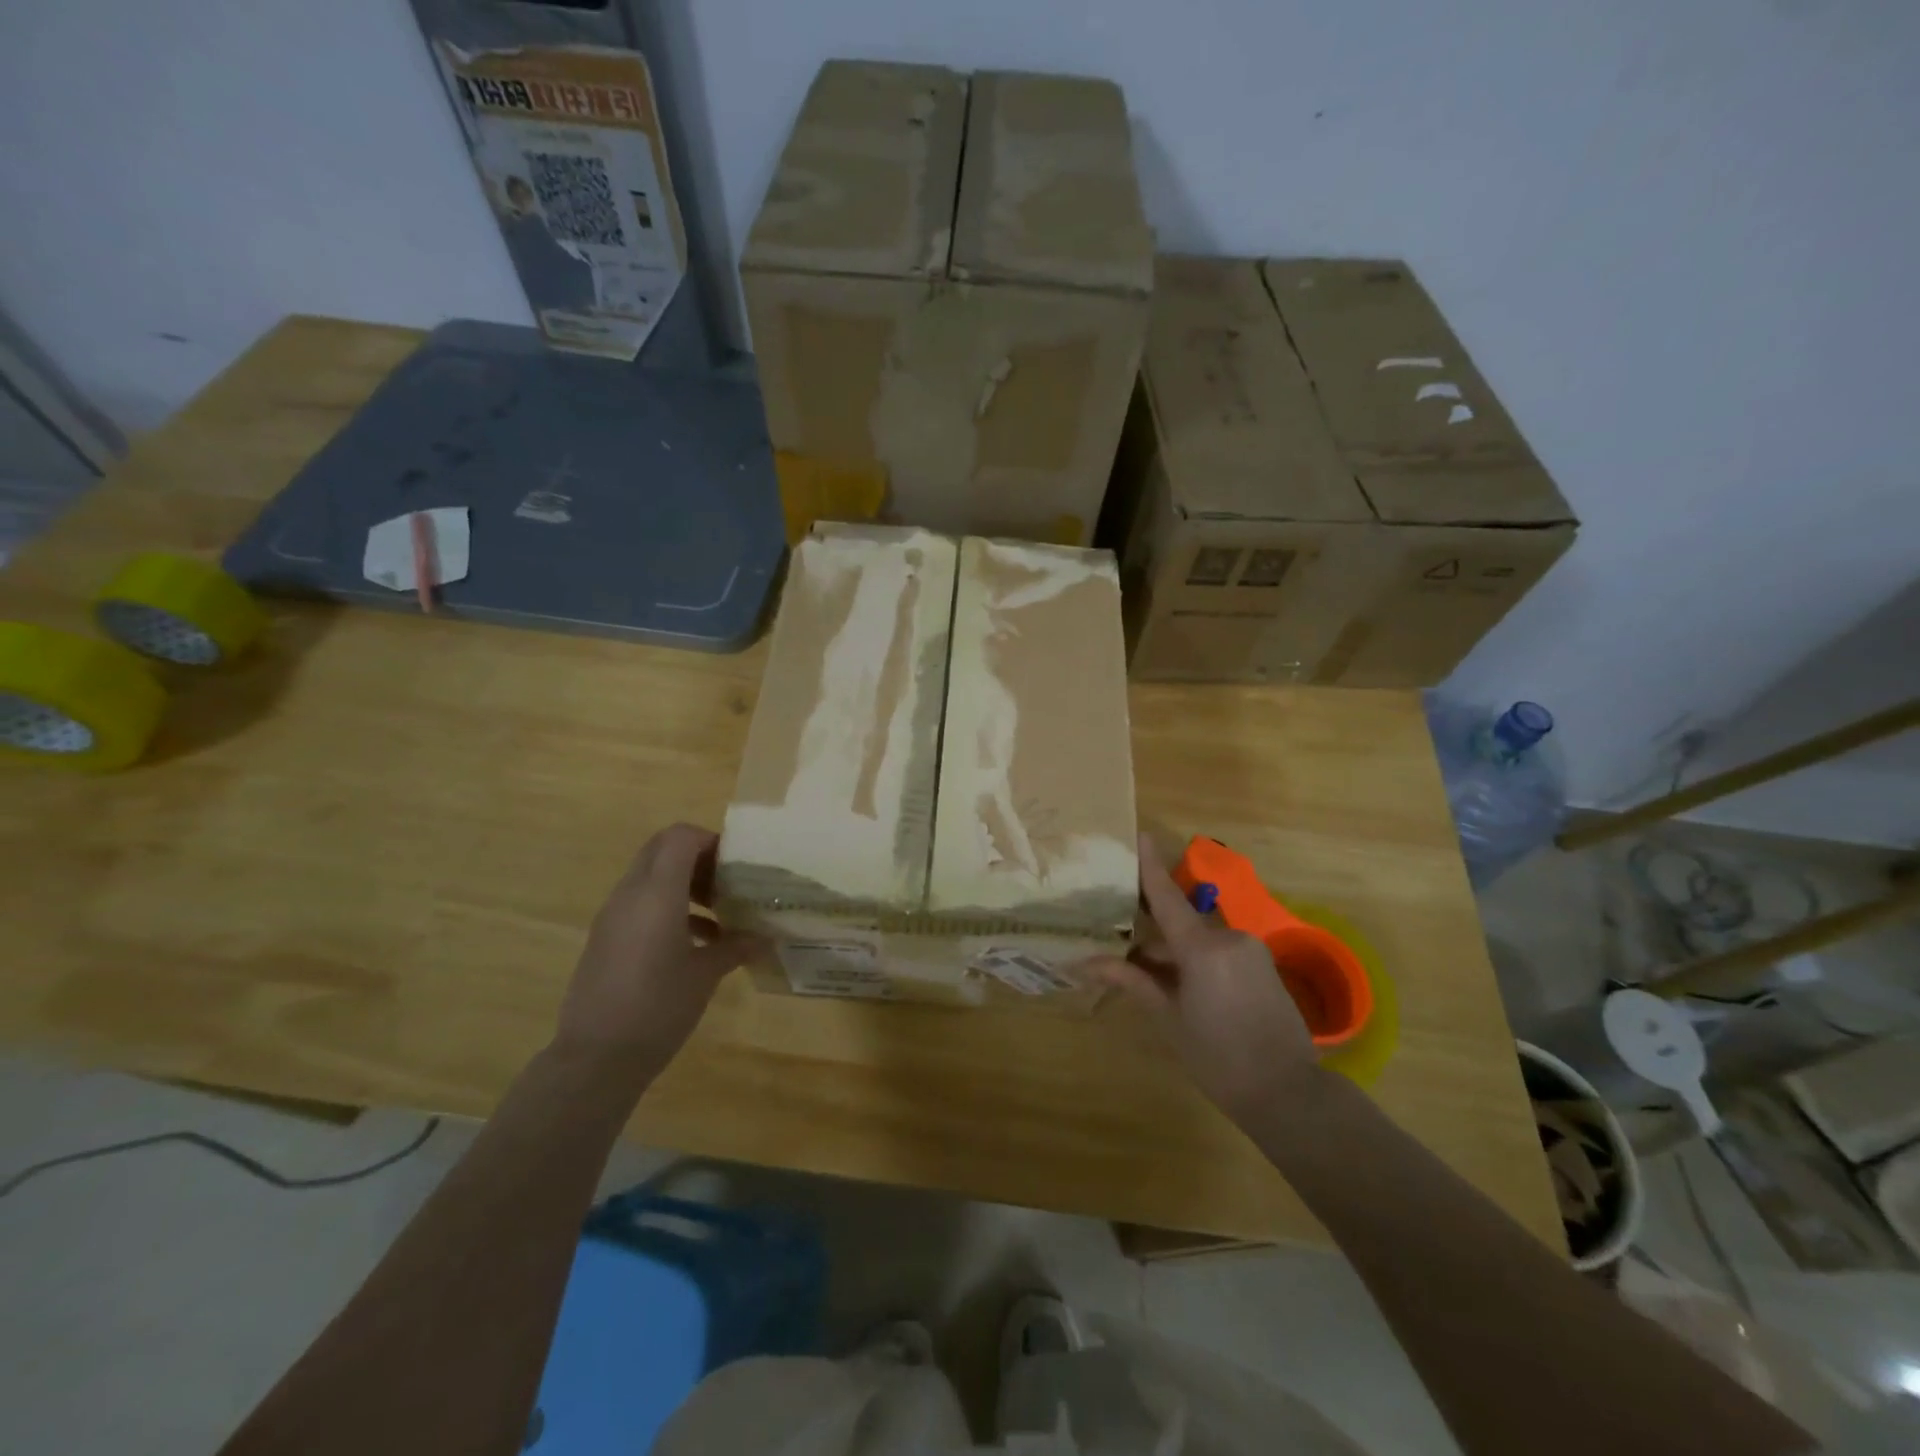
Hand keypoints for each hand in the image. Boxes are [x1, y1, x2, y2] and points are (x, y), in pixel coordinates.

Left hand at [554, 823, 759, 1079]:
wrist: (596, 1058)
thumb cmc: (658, 1007)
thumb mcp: (705, 975)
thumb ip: (734, 947)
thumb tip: (763, 938)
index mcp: (657, 893)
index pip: (680, 837)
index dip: (710, 840)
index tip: (735, 865)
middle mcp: (630, 895)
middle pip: (662, 849)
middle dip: (697, 857)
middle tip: (727, 882)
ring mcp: (613, 916)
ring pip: (650, 876)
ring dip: (683, 883)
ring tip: (718, 913)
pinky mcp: (605, 938)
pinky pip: (639, 903)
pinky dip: (668, 906)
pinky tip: (696, 942)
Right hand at [1086, 834, 1319, 1124]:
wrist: (1287, 1093)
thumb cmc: (1218, 1058)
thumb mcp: (1168, 1019)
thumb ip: (1132, 982)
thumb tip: (1086, 962)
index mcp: (1203, 948)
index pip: (1167, 898)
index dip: (1150, 866)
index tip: (1139, 833)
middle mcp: (1229, 937)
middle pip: (1179, 924)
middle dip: (1150, 936)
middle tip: (1119, 946)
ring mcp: (1249, 949)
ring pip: (1198, 939)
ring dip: (1173, 952)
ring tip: (1145, 976)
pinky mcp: (1262, 962)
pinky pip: (1218, 950)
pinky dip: (1195, 960)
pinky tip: (1180, 985)